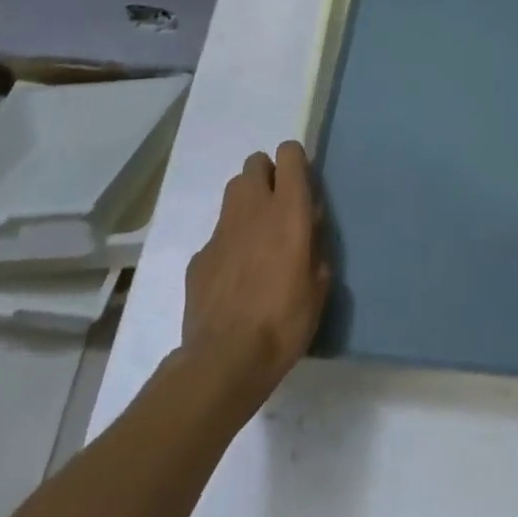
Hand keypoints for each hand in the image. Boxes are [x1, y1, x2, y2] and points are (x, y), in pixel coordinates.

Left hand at [180, 141, 331, 414]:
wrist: (224, 363)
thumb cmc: (283, 322)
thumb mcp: (319, 285)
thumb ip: (315, 246)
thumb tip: (309, 231)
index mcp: (288, 209)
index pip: (289, 153)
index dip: (295, 162)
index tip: (302, 184)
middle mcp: (253, 208)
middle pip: (255, 163)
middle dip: (267, 175)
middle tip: (278, 207)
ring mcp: (221, 231)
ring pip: (233, 191)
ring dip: (246, 202)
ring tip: (256, 236)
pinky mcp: (199, 258)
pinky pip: (217, 235)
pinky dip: (227, 245)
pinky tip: (233, 277)